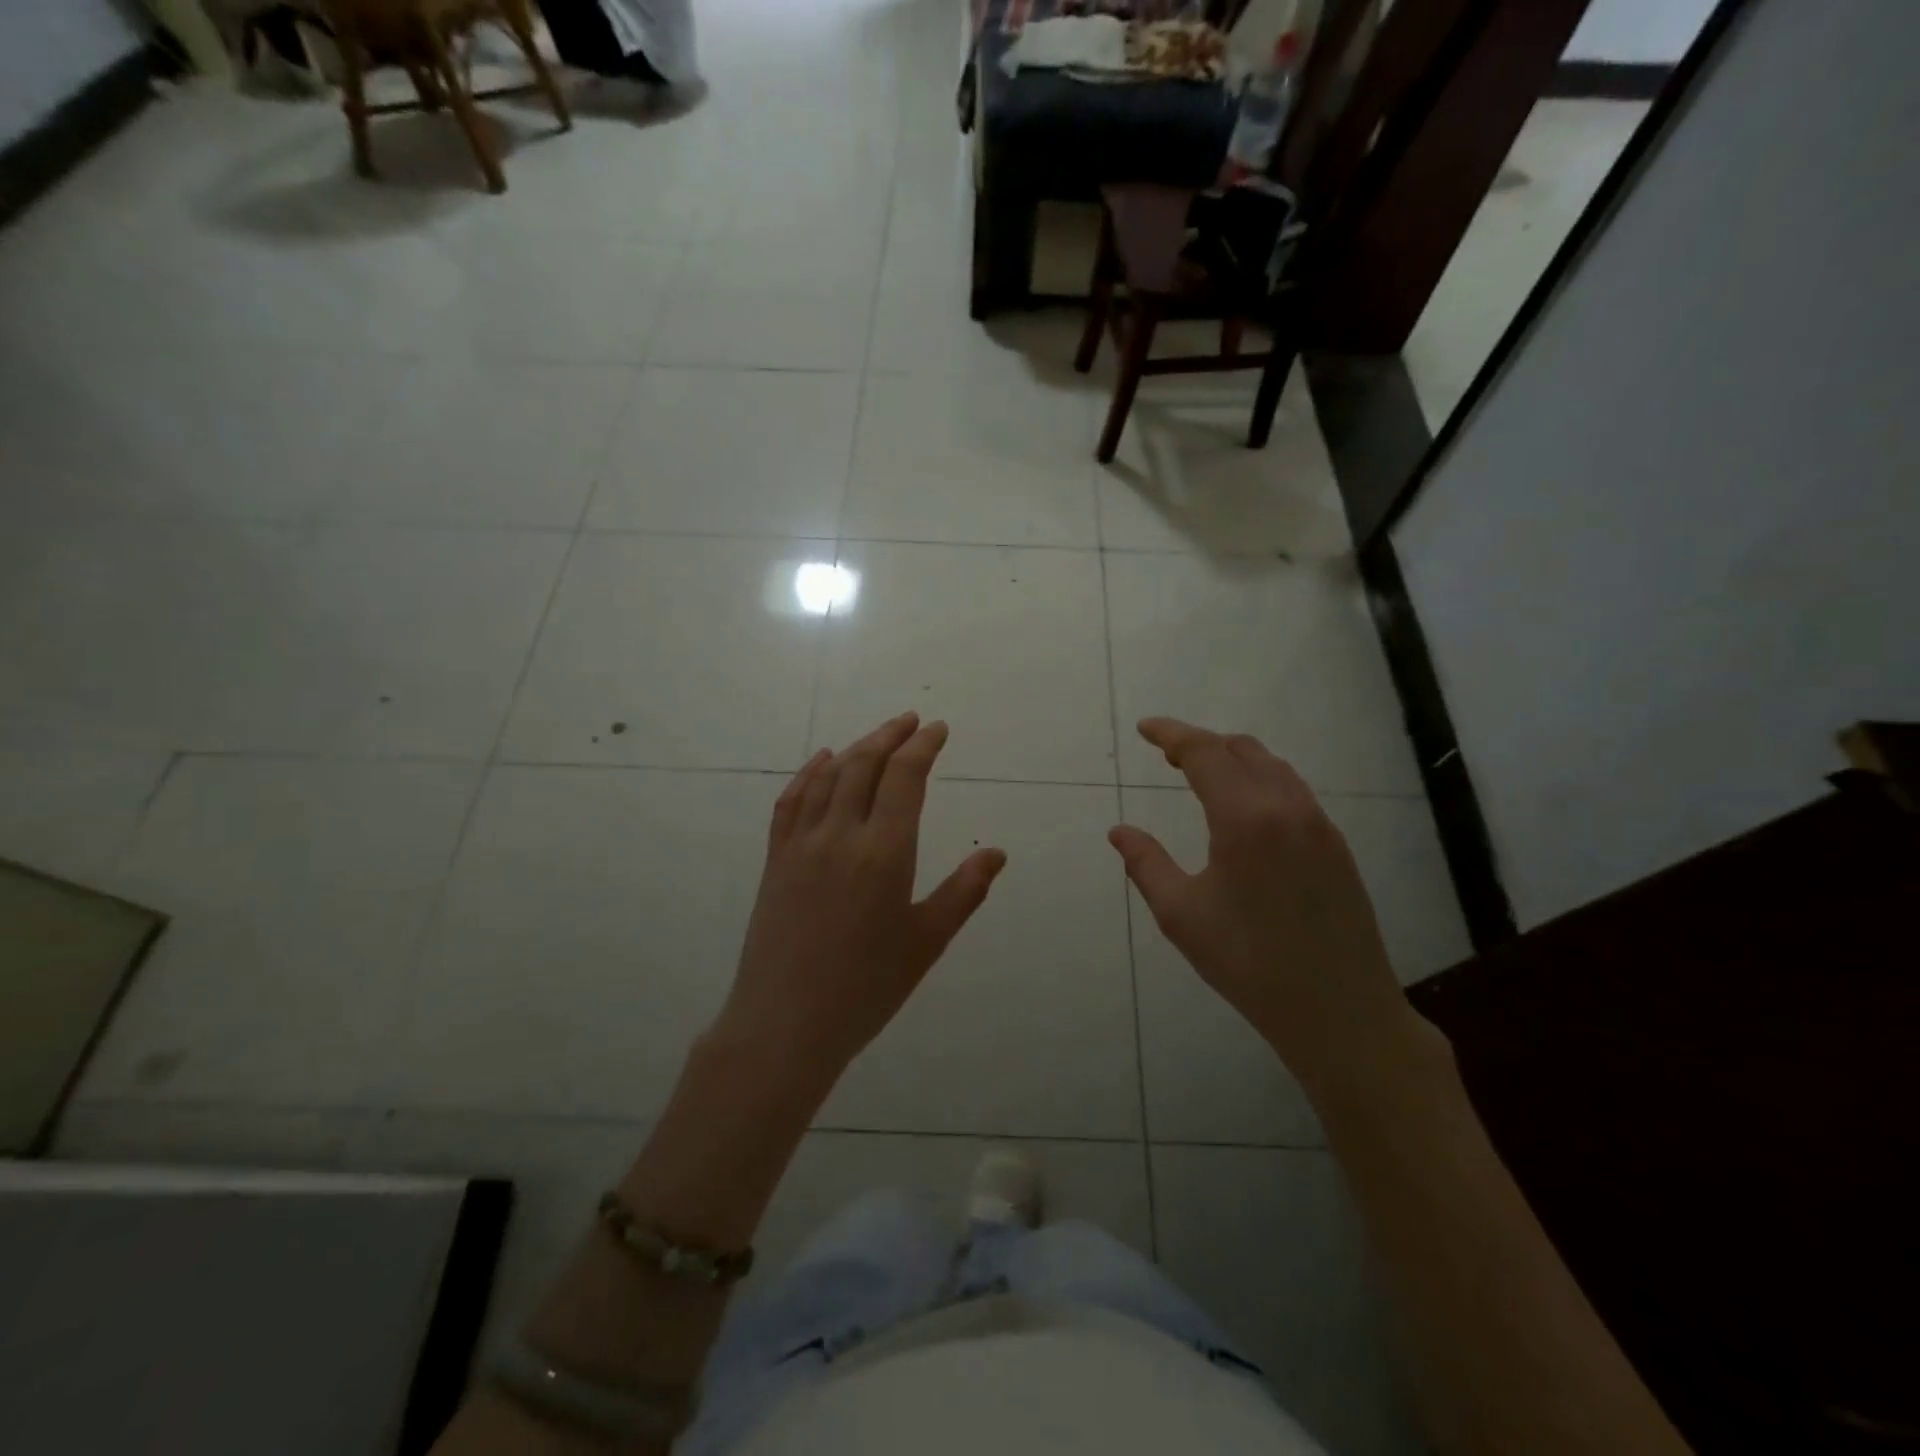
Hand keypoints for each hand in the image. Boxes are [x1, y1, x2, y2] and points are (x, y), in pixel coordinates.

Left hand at [715, 712, 1006, 1088]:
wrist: (785, 1023)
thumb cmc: (866, 988)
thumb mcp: (926, 942)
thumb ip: (963, 892)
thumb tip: (995, 853)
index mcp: (884, 853)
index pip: (905, 777)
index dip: (923, 746)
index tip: (938, 729)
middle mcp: (841, 835)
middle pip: (865, 764)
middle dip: (891, 736)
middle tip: (912, 722)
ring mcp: (802, 844)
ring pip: (829, 776)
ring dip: (856, 748)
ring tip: (878, 737)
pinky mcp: (776, 858)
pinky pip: (792, 800)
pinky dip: (809, 772)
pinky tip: (823, 761)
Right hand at [1108, 718, 1426, 1097]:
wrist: (1340, 1010)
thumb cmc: (1249, 963)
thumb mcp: (1181, 915)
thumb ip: (1146, 864)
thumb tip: (1119, 831)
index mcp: (1245, 818)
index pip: (1203, 753)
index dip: (1171, 734)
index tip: (1145, 728)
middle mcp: (1287, 807)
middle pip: (1241, 749)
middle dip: (1201, 743)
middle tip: (1167, 756)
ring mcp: (1319, 824)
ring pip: (1272, 766)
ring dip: (1233, 759)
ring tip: (1201, 777)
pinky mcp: (1337, 846)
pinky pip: (1293, 790)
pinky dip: (1260, 780)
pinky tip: (1244, 810)